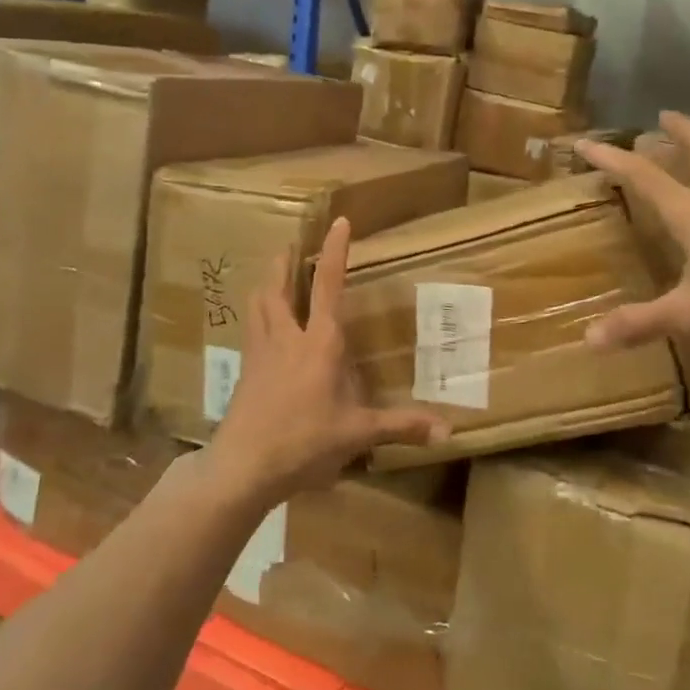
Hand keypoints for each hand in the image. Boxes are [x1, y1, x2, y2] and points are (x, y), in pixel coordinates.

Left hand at [210, 217, 448, 499]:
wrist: (242, 467)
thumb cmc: (303, 442)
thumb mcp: (357, 434)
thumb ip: (401, 426)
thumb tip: (447, 431)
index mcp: (318, 343)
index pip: (327, 285)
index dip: (334, 251)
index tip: (339, 222)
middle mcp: (286, 338)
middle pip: (278, 287)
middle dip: (285, 263)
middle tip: (290, 245)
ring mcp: (260, 354)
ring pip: (258, 305)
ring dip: (266, 284)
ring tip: (273, 276)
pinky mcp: (245, 372)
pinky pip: (251, 331)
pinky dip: (257, 316)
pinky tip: (262, 329)